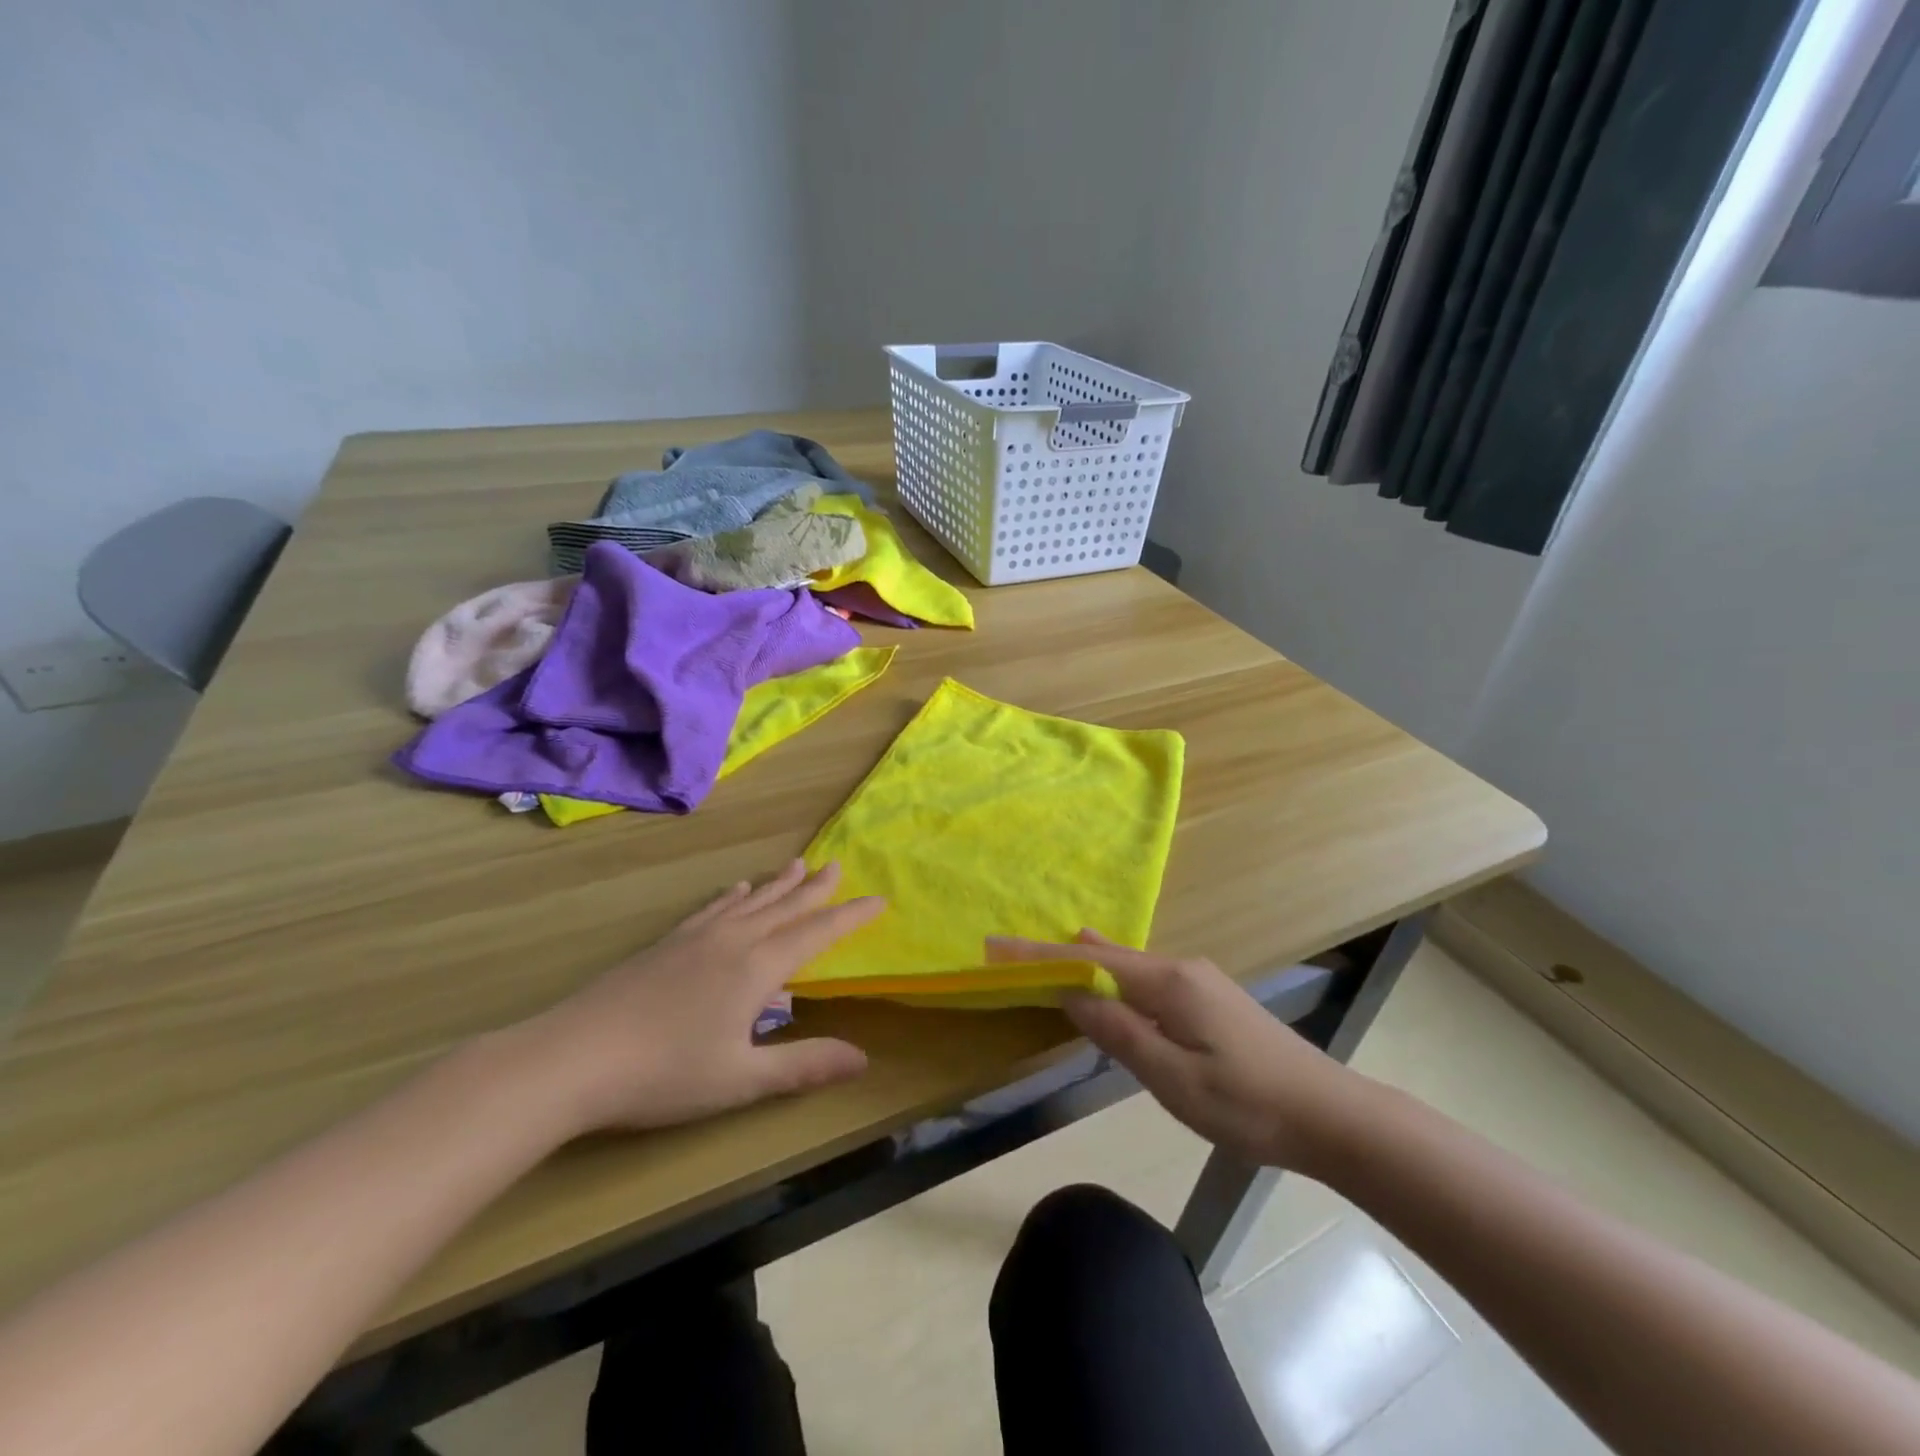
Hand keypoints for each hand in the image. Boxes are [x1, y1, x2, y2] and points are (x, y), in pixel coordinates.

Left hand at [514, 860, 881, 1138]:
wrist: (573, 1057)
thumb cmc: (664, 1073)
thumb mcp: (741, 1079)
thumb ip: (803, 1065)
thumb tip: (863, 1057)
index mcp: (757, 968)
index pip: (816, 933)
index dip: (850, 917)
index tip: (878, 899)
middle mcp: (732, 942)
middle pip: (784, 907)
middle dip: (814, 888)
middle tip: (837, 864)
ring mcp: (696, 939)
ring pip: (749, 902)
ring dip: (777, 884)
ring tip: (796, 864)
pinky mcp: (666, 945)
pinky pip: (712, 909)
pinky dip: (732, 896)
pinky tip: (735, 890)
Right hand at [986, 930, 1366, 1175]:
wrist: (1330, 1115)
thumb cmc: (1247, 1103)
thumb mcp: (1173, 1077)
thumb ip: (1119, 1031)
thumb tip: (1071, 991)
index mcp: (1168, 982)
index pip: (1089, 960)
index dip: (1039, 956)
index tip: (994, 946)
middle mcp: (1180, 968)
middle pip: (1106, 954)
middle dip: (1057, 955)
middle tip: (1012, 954)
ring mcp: (1199, 982)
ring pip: (1128, 966)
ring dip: (1086, 964)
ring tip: (1049, 959)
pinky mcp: (1209, 1000)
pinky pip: (1147, 979)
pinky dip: (1114, 977)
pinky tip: (1108, 981)